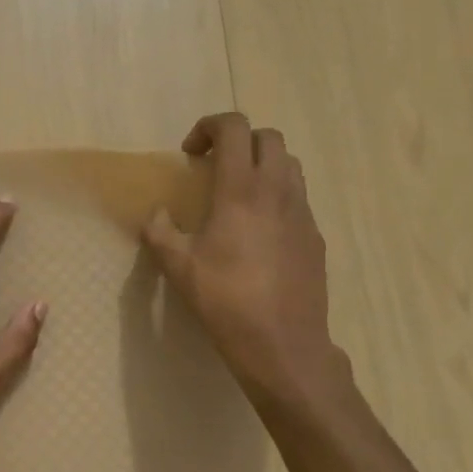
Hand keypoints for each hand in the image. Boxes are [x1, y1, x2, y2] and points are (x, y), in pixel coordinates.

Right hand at [141, 113, 348, 415]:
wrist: (283, 344)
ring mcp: (303, 212)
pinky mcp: (315, 236)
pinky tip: (259, 231)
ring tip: (238, 193)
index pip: (234, 127)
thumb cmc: (225, 301)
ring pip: (290, 164)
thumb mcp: (178, 267)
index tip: (191, 152)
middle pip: (268, 137)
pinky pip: (298, 197)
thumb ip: (159, 232)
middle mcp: (277, 190)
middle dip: (239, 141)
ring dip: (262, 164)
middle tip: (214, 167)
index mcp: (240, 189)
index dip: (209, 126)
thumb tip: (157, 215)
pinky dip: (277, 195)